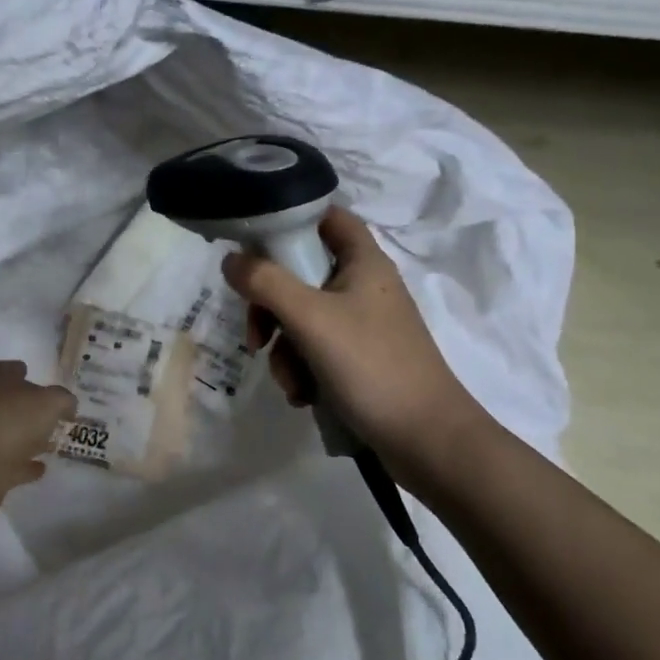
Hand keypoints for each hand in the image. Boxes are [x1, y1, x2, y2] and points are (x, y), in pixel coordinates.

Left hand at [0, 360, 76, 512]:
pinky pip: (12, 462)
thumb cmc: (14, 418)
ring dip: (30, 438)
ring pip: (12, 433)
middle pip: (11, 402)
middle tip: (56, 417)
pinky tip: (41, 467)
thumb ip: (63, 400)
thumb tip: (67, 406)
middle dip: (31, 409)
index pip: (12, 369)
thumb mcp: (50, 401)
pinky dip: (25, 464)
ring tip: (53, 443)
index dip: (26, 373)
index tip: (44, 382)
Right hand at [221, 206, 494, 484]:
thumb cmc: (372, 366)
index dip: (292, 219)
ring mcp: (363, 325)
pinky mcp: (361, 359)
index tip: (254, 243)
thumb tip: (230, 259)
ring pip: (303, 317)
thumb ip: (265, 283)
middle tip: (257, 334)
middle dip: (271, 305)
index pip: (326, 217)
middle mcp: (364, 286)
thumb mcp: (310, 319)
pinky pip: (316, 349)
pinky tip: (303, 395)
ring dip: (284, 348)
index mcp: (363, 262)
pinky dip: (302, 369)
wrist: (429, 443)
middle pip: (301, 273)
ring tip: (290, 381)